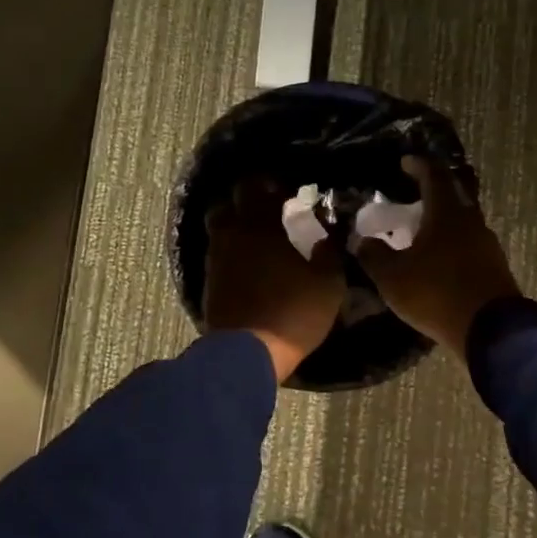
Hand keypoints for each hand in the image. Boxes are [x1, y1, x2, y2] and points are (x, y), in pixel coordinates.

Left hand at [203, 179, 346, 383]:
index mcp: (260, 225)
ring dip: (235, 226)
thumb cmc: (294, 312)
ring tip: (256, 238)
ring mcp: (216, 259)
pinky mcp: (208, 283)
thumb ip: (328, 249)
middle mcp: (232, 234)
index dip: (268, 184)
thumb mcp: (328, 282)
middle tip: (267, 211)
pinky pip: (217, 254)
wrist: (248, 353)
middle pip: (227, 203)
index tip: (286, 192)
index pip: (254, 185)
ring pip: (218, 229)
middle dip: (245, 201)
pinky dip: (230, 252)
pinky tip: (247, 264)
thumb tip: (328, 229)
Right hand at [354, 156, 520, 350]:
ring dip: (444, 220)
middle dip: (434, 191)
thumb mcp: (393, 277)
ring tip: (422, 231)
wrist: (491, 330)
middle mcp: (472, 221)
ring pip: (463, 221)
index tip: (405, 162)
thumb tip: (361, 241)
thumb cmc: (436, 293)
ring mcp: (487, 244)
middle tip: (413, 195)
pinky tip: (439, 259)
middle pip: (454, 194)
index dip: (418, 166)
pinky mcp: (495, 267)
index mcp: (447, 212)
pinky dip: (453, 243)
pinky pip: (469, 245)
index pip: (434, 176)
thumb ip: (374, 255)